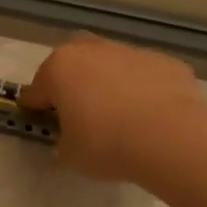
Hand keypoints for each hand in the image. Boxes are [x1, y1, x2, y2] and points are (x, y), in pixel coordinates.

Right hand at [21, 32, 205, 180]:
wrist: (171, 137)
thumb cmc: (106, 144)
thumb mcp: (69, 155)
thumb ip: (62, 140)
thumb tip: (70, 136)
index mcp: (59, 69)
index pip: (35, 91)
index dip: (35, 109)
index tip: (41, 124)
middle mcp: (92, 51)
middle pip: (72, 60)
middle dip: (70, 79)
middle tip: (79, 109)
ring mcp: (131, 52)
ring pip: (111, 63)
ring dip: (109, 81)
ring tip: (120, 114)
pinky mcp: (165, 61)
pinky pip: (145, 75)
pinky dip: (143, 89)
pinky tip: (152, 115)